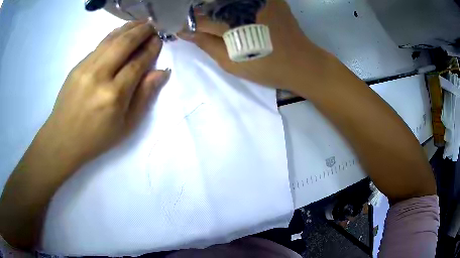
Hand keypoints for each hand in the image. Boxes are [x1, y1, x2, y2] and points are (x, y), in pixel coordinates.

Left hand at [40, 21, 169, 168]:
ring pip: (111, 39)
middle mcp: (100, 76)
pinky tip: (121, 33)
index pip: (138, 62)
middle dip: (142, 31)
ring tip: (141, 23)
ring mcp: (85, 68)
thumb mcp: (126, 125)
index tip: (159, 40)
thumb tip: (161, 72)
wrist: (63, 139)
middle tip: (153, 25)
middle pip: (125, 43)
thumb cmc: (97, 138)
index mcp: (114, 95)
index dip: (151, 48)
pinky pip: (99, 45)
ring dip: (128, 28)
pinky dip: (113, 35)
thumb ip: (144, 96)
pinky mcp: (77, 66)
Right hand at [179, 0, 328, 92]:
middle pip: (211, 4)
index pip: (199, 20)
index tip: (184, 29)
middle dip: (201, 12)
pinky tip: (235, 11)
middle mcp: (241, 5)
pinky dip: (235, 3)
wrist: (301, 63)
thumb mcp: (231, 63)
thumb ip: (206, 44)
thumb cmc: (265, 68)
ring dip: (217, 6)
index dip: (189, 24)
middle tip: (200, 23)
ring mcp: (258, 0)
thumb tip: (184, 33)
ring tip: (219, 20)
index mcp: (230, 23)